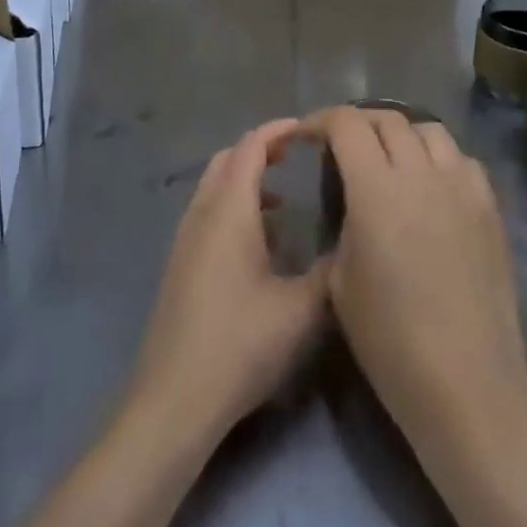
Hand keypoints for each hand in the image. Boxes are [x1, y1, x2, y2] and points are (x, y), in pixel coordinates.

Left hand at [127, 119, 329, 441]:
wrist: (174, 398)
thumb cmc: (239, 344)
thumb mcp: (300, 311)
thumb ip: (331, 271)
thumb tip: (352, 242)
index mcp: (229, 210)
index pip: (251, 146)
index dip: (278, 130)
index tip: (309, 129)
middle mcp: (202, 212)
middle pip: (228, 159)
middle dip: (261, 149)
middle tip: (296, 156)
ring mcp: (185, 237)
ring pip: (214, 185)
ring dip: (244, 177)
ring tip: (281, 196)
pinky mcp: (179, 262)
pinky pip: (207, 210)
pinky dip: (232, 203)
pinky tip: (257, 240)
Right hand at [308, 106, 526, 446]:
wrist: (468, 388)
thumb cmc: (390, 342)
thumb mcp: (339, 280)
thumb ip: (342, 222)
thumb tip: (349, 199)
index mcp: (376, 190)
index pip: (346, 124)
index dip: (320, 121)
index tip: (306, 136)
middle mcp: (421, 174)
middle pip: (387, 118)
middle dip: (357, 124)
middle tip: (342, 146)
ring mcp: (462, 187)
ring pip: (429, 130)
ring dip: (401, 135)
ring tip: (389, 159)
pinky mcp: (490, 208)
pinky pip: (462, 160)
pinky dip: (439, 159)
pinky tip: (431, 186)